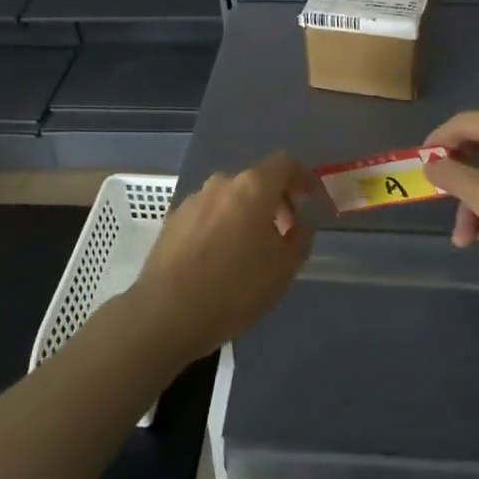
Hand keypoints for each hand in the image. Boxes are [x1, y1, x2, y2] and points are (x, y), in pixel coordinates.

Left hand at [130, 153, 317, 361]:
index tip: (311, 199)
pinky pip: (208, 215)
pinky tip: (219, 259)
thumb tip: (299, 222)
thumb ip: (300, 237)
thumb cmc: (236, 288)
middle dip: (274, 202)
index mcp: (253, 187)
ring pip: (230, 199)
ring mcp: (193, 201)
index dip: (302, 178)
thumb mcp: (285, 268)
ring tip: (250, 250)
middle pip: (256, 181)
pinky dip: (221, 226)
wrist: (167, 313)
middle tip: (284, 233)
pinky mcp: (172, 221)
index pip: (285, 164)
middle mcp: (221, 184)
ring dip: (246, 215)